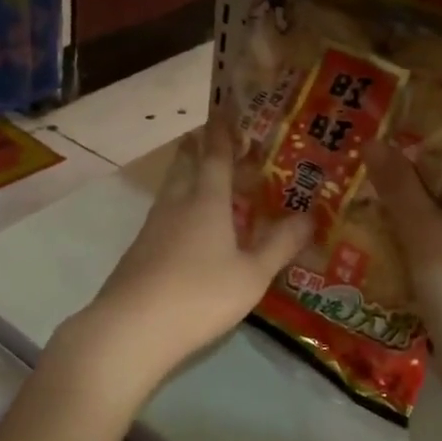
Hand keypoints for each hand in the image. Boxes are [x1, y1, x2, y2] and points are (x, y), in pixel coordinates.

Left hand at [74, 114, 311, 389]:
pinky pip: (163, 215)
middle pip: (185, 166)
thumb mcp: (252, 274)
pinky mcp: (139, 251)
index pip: (215, 156)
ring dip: (184, 176)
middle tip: (206, 136)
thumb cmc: (200, 295)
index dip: (222, 133)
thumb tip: (310, 217)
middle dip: (196, 148)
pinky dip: (177, 207)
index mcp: (206, 201)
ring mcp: (153, 227)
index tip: (224, 111)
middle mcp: (177, 205)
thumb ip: (280, 245)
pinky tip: (184, 227)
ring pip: (170, 190)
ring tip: (199, 177)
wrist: (131, 329)